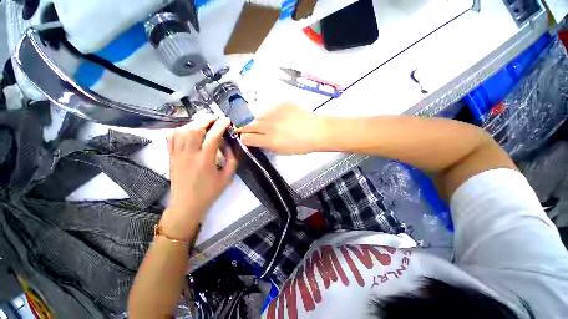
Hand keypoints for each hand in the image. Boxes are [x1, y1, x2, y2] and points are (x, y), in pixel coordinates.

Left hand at [161, 116, 237, 239]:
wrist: (186, 205)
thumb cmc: (209, 192)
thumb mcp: (227, 178)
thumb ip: (232, 160)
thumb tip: (230, 146)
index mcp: (205, 160)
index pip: (213, 136)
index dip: (221, 125)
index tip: (227, 120)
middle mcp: (189, 155)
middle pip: (194, 129)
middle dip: (206, 120)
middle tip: (215, 119)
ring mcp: (177, 155)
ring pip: (182, 131)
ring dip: (193, 123)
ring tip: (203, 123)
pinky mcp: (170, 157)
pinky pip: (171, 138)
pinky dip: (179, 130)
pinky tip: (187, 130)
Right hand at [235, 103, 323, 153]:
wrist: (316, 131)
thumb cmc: (301, 145)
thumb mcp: (281, 151)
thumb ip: (266, 145)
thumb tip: (257, 140)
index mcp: (270, 140)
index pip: (247, 138)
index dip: (245, 139)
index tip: (247, 140)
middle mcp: (269, 125)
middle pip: (249, 125)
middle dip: (248, 129)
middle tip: (253, 132)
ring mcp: (275, 112)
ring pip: (258, 116)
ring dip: (260, 122)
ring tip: (269, 125)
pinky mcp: (281, 104)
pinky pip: (270, 109)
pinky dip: (271, 114)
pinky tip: (279, 118)